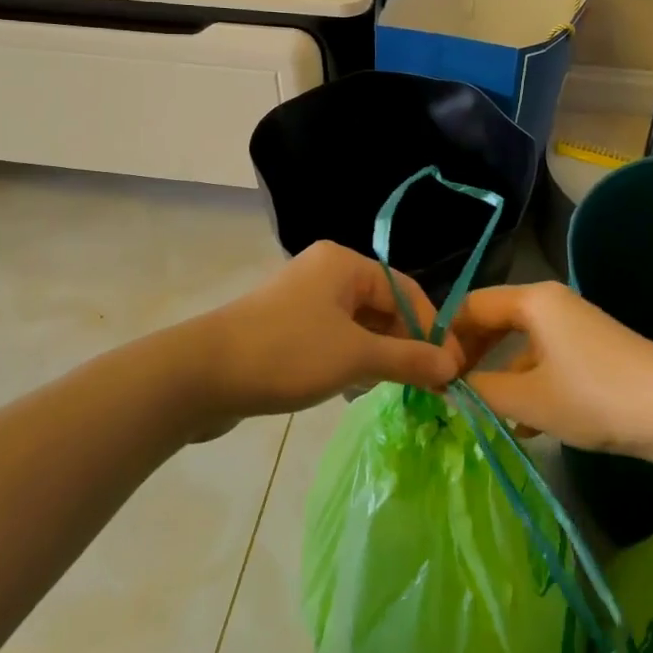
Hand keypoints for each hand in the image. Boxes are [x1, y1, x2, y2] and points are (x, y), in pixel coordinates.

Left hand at [194, 242, 463, 427]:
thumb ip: (407, 359)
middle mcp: (325, 272)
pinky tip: (349, 388)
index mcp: (344, 263)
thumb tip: (452, 366)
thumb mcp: (355, 357)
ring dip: (376, 356)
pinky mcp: (285, 327)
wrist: (201, 375)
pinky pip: (333, 338)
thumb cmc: (286, 353)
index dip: (431, 328)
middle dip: (403, 345)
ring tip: (384, 388)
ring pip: (358, 326)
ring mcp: (303, 299)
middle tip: (422, 385)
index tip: (450, 369)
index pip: (406, 290)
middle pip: (382, 306)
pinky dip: (349, 360)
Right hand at [452, 282, 652, 454]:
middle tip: (445, 390)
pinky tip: (518, 424)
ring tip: (474, 410)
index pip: (472, 305)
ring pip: (520, 346)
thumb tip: (448, 386)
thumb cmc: (595, 396)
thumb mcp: (529, 398)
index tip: (427, 370)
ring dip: (497, 376)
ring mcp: (573, 330)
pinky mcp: (591, 356)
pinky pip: (544, 363)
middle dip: (469, 355)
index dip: (445, 335)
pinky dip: (526, 386)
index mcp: (533, 300)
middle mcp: (551, 305)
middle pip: (495, 322)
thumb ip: (481, 390)